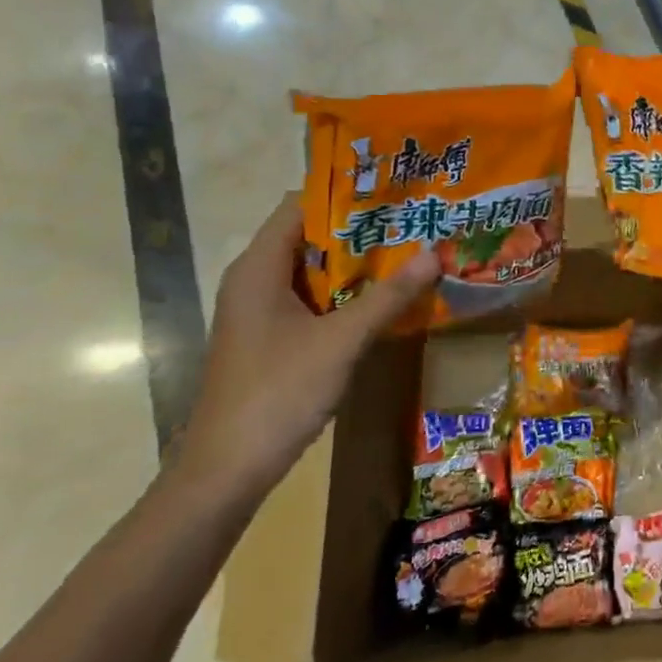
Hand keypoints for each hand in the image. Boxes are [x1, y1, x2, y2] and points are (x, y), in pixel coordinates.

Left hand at [177, 195, 437, 501]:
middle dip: (359, 229)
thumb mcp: (341, 341)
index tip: (392, 191)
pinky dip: (342, 293)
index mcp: (259, 267)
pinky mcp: (268, 337)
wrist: (227, 470)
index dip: (345, 194)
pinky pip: (309, 299)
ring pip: (311, 270)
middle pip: (308, 235)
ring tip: (407, 252)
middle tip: (412, 221)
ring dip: (354, 263)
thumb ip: (388, 296)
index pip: (300, 205)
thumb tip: (434, 254)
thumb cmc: (278, 392)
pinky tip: (380, 299)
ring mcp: (260, 310)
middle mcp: (254, 279)